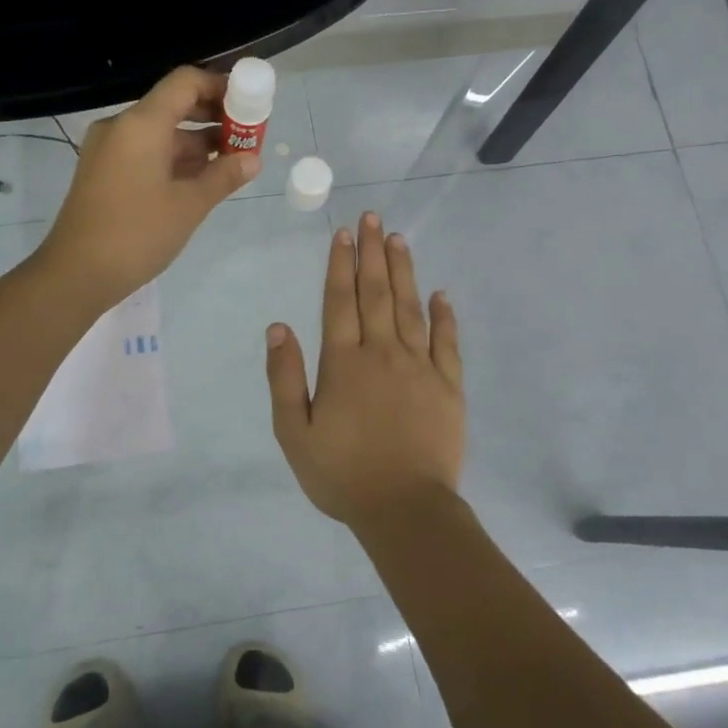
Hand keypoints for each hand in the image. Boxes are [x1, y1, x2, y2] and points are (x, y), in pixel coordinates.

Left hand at [38, 66, 259, 306]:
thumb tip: (252, 159)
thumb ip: (223, 176)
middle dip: (212, 118)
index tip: (249, 105)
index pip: (185, 82)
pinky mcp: (103, 173)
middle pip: (173, 105)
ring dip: (196, 143)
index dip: (220, 87)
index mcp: (140, 124)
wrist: (75, 274)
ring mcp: (108, 151)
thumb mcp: (189, 206)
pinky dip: (173, 160)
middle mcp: (121, 127)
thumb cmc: (136, 234)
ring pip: (160, 133)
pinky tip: (200, 180)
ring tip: (231, 163)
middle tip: (246, 137)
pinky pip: (145, 152)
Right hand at [265, 212, 465, 527]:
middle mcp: (382, 353)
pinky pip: (447, 341)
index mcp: (344, 363)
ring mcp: (420, 366)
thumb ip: (285, 377)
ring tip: (397, 239)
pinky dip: (444, 315)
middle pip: (375, 293)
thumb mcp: (294, 433)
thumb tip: (278, 327)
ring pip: (410, 307)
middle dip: (371, 253)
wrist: (405, 509)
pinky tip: (440, 293)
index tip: (342, 235)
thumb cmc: (342, 474)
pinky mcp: (449, 385)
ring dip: (403, 271)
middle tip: (372, 218)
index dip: (339, 266)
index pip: (339, 302)